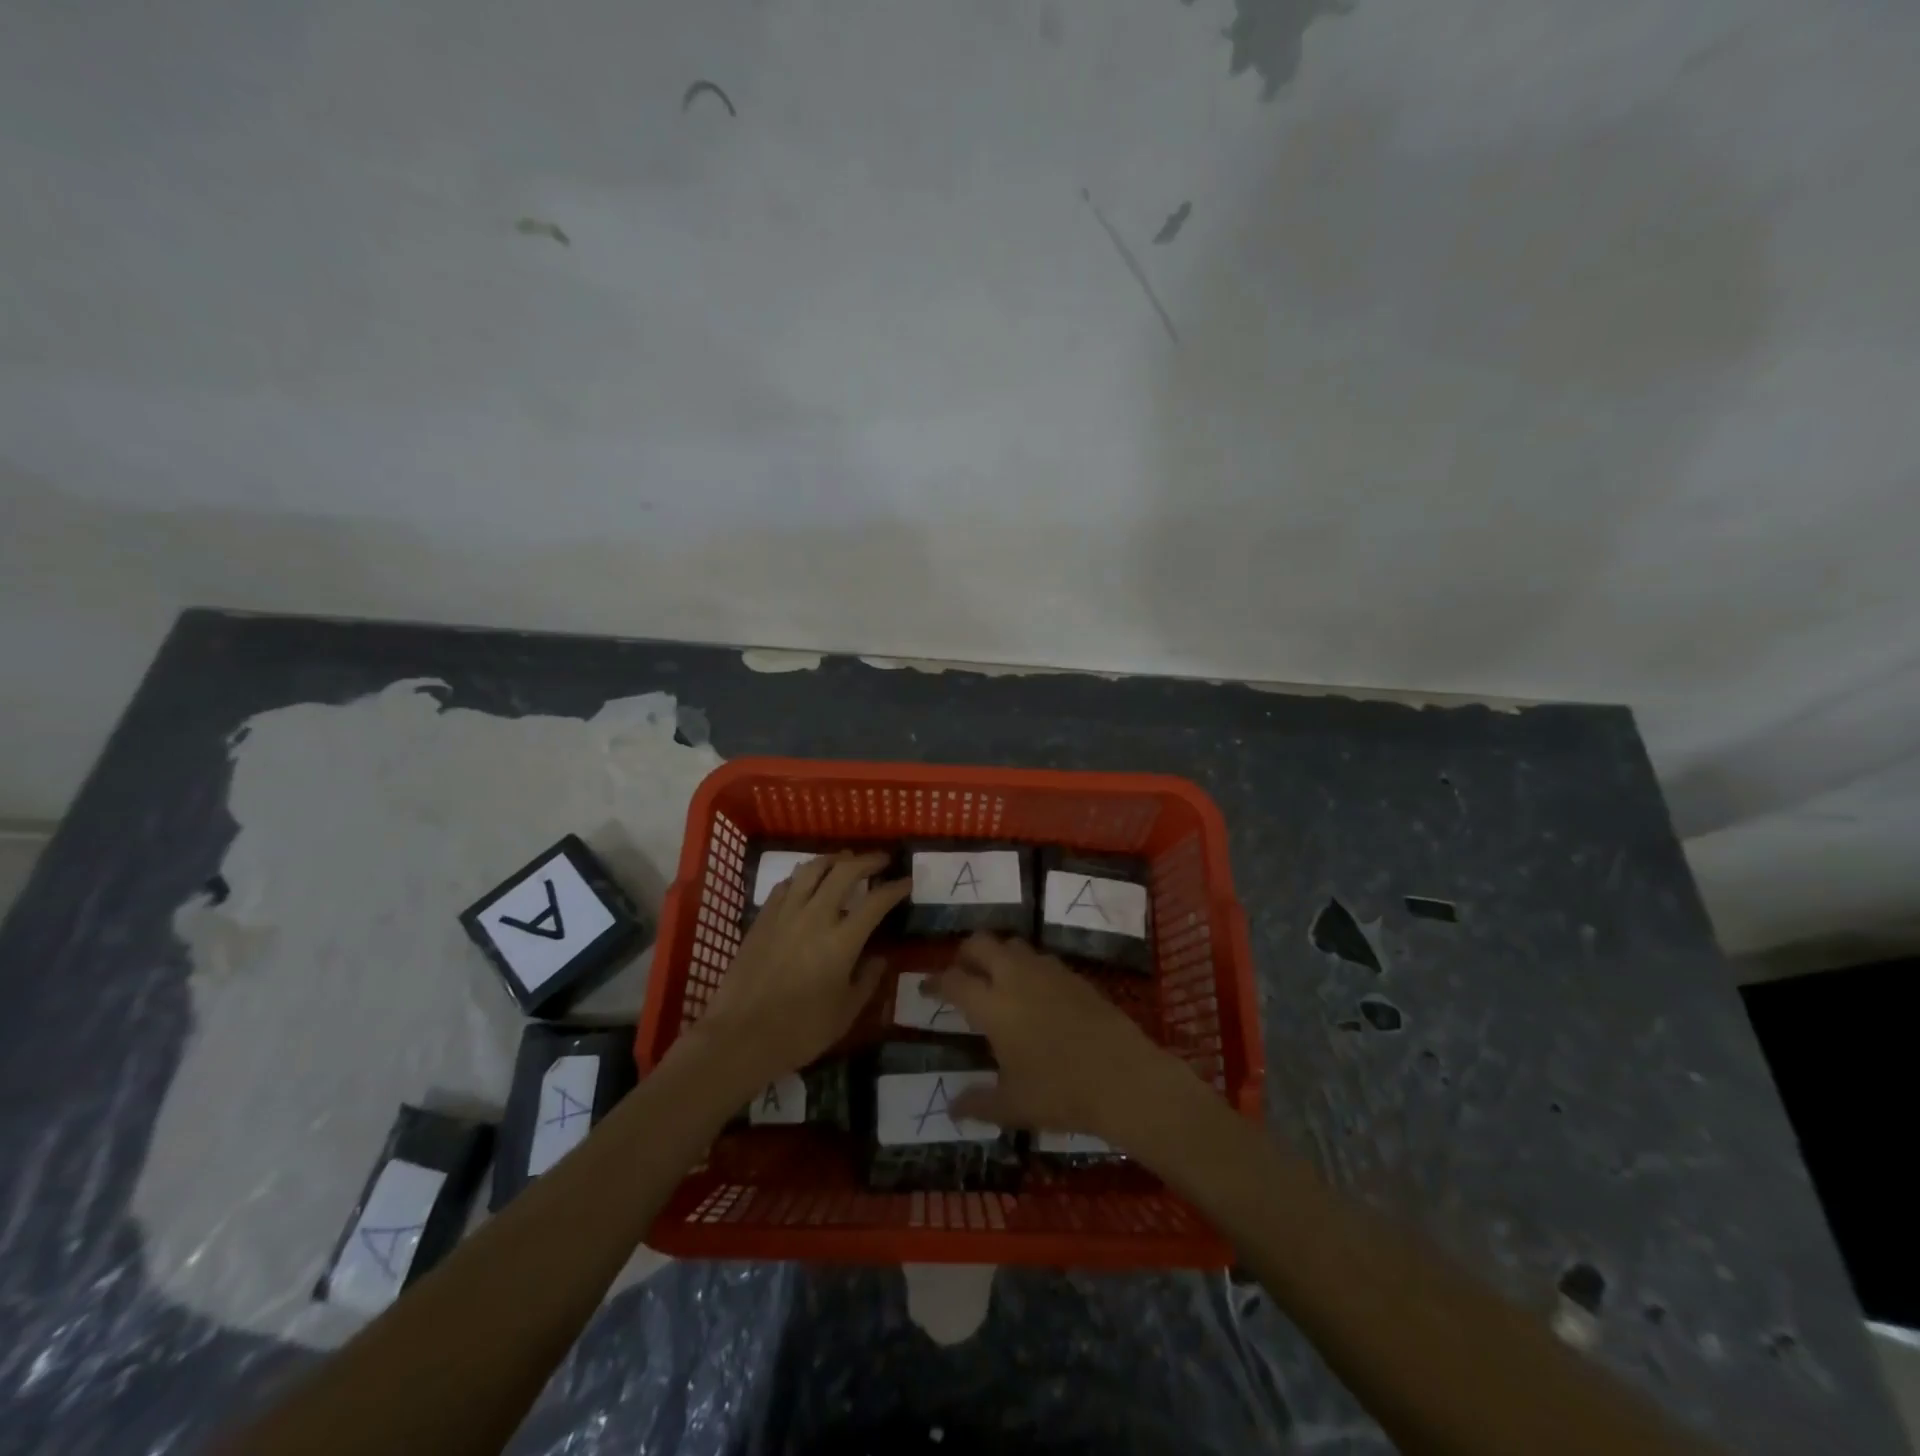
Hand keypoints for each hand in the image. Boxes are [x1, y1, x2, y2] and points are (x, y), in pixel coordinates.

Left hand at [692, 852, 909, 1088]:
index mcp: (842, 941)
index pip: (876, 902)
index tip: (906, 881)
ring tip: (844, 860)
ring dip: (833, 859)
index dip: (895, 888)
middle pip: (844, 872)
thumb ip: (866, 981)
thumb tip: (879, 958)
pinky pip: (785, 885)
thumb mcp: (845, 1013)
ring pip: (811, 869)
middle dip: (867, 861)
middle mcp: (815, 916)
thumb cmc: (800, 1032)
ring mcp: (785, 914)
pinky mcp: (762, 919)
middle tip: (881, 860)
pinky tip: (806, 882)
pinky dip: (802, 877)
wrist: (740, 1036)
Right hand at [926, 934, 1184, 1143]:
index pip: (954, 981)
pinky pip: (1041, 958)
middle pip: (981, 943)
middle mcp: (1016, 977)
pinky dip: (1027, 966)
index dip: (935, 982)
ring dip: (998, 954)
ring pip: (1013, 944)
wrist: (1124, 1077)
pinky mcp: (1074, 975)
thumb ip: (978, 1103)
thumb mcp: (1013, 1106)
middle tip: (961, 973)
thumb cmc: (1061, 1092)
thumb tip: (951, 1106)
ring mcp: (1048, 971)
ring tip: (996, 979)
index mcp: (993, 1006)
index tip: (926, 988)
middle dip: (965, 953)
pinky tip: (1034, 991)